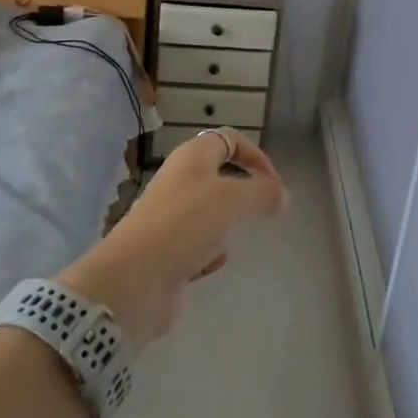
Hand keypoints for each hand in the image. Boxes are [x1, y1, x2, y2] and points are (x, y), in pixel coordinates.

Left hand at [59, 129, 286, 347]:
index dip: (255, 155)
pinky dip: (209, 254)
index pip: (229, 139)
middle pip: (219, 175)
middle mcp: (179, 181)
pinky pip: (197, 245)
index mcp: (192, 157)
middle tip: (262, 209)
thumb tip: (282, 195)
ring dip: (226, 224)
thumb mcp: (233, 199)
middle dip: (243, 192)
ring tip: (235, 237)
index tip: (275, 184)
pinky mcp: (166, 250)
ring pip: (209, 212)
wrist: (136, 278)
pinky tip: (211, 264)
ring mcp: (170, 216)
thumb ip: (263, 192)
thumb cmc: (186, 224)